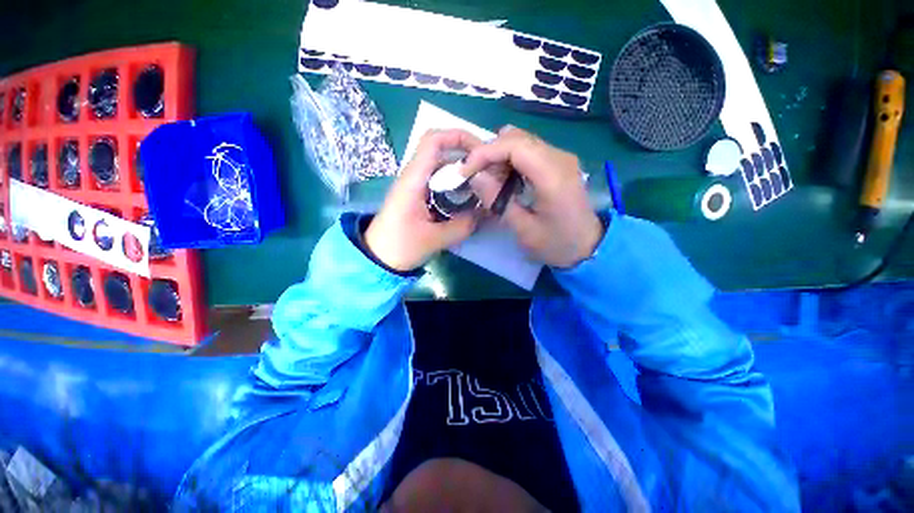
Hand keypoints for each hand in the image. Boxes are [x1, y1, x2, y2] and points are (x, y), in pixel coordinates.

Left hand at [365, 129, 482, 271]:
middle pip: (441, 152)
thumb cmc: (400, 246)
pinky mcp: (417, 197)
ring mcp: (415, 186)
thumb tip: (483, 213)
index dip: (458, 137)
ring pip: (441, 168)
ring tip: (482, 185)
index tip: (480, 151)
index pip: (433, 141)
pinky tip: (467, 199)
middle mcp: (413, 177)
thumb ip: (462, 226)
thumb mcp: (434, 239)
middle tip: (488, 171)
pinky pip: (439, 183)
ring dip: (461, 172)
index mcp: (413, 180)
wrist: (377, 258)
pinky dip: (455, 185)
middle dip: (466, 156)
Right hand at [463, 127, 603, 268]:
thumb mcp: (524, 230)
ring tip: (491, 183)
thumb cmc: (557, 243)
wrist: (588, 246)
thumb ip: (498, 201)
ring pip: (520, 141)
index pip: (514, 145)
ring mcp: (560, 157)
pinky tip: (506, 181)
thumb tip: (475, 176)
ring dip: (499, 157)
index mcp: (552, 175)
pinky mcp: (558, 162)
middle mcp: (559, 157)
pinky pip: (528, 150)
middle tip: (476, 179)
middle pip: (516, 137)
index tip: (466, 170)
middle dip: (489, 154)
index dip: (485, 152)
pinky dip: (510, 161)